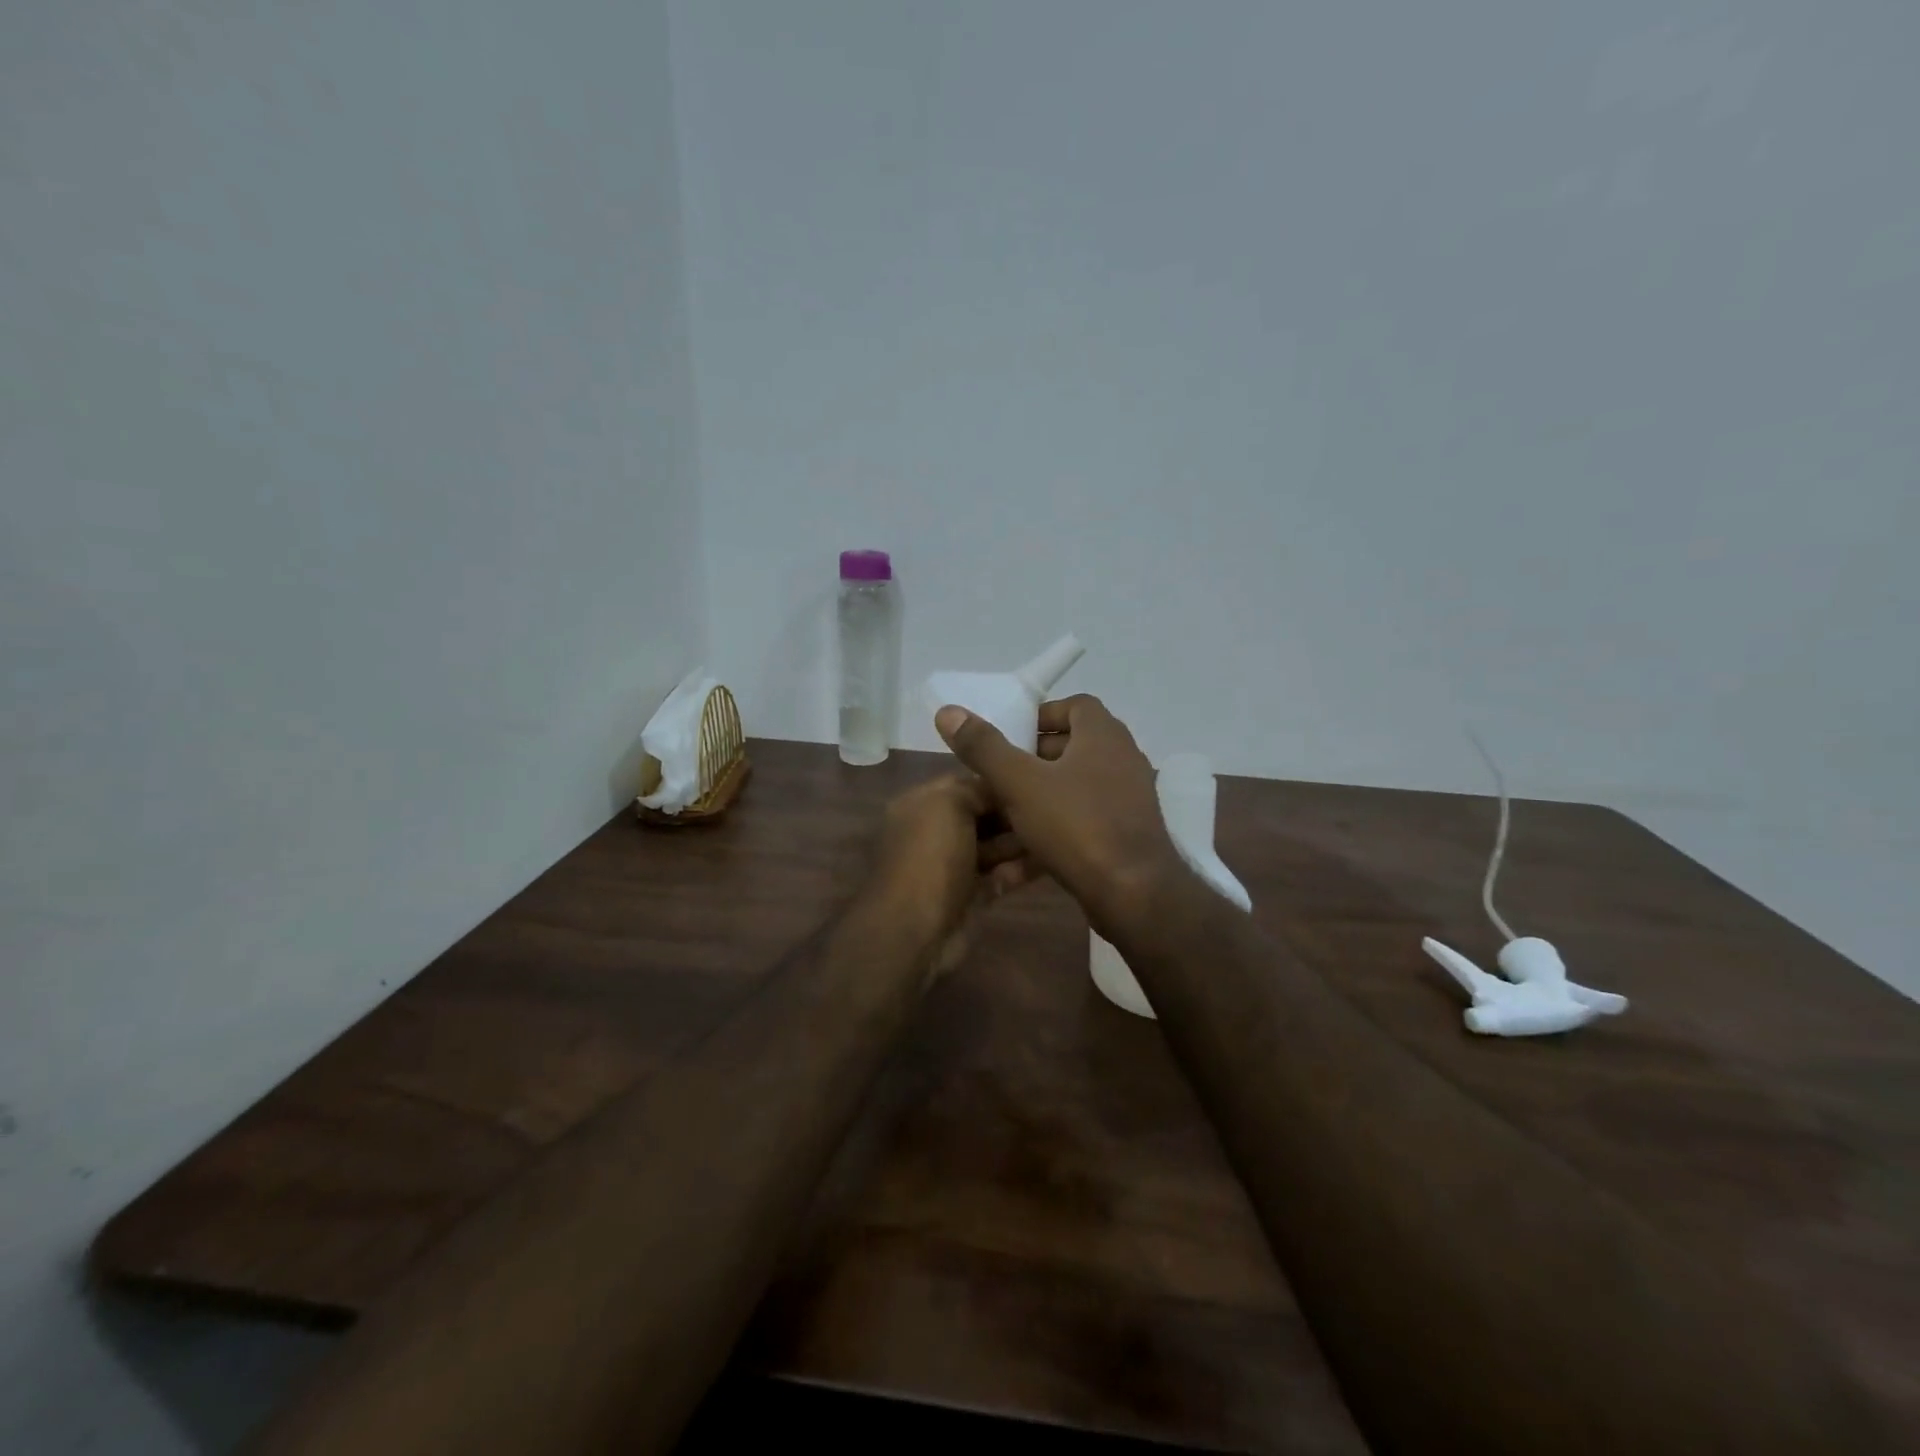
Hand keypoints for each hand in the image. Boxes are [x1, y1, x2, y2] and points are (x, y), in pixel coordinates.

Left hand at [866, 774, 1036, 976]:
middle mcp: (935, 833)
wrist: (915, 928)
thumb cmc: (930, 856)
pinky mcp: (971, 897)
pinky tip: (1053, 859)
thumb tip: (999, 789)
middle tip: (1052, 805)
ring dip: (1021, 840)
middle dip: (1012, 811)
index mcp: (921, 805)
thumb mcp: (949, 803)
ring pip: (993, 846)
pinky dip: (1022, 868)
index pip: (963, 784)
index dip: (996, 780)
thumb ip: (975, 789)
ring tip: (1060, 829)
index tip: (1032, 778)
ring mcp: (953, 867)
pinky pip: (1001, 875)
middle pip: (981, 815)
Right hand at [933, 694, 1186, 936]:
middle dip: (1034, 759)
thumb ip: (984, 747)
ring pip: (1076, 787)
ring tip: (1005, 814)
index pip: (1076, 705)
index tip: (1011, 736)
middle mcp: (1122, 759)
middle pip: (1074, 747)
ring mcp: (1128, 799)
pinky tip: (1025, 856)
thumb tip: (949, 711)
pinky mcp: (1127, 834)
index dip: (1041, 716)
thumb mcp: (1019, 783)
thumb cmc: (1076, 825)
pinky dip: (1057, 828)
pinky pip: (1085, 820)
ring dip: (1042, 796)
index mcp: (1103, 735)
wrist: (1133, 893)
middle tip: (1000, 775)